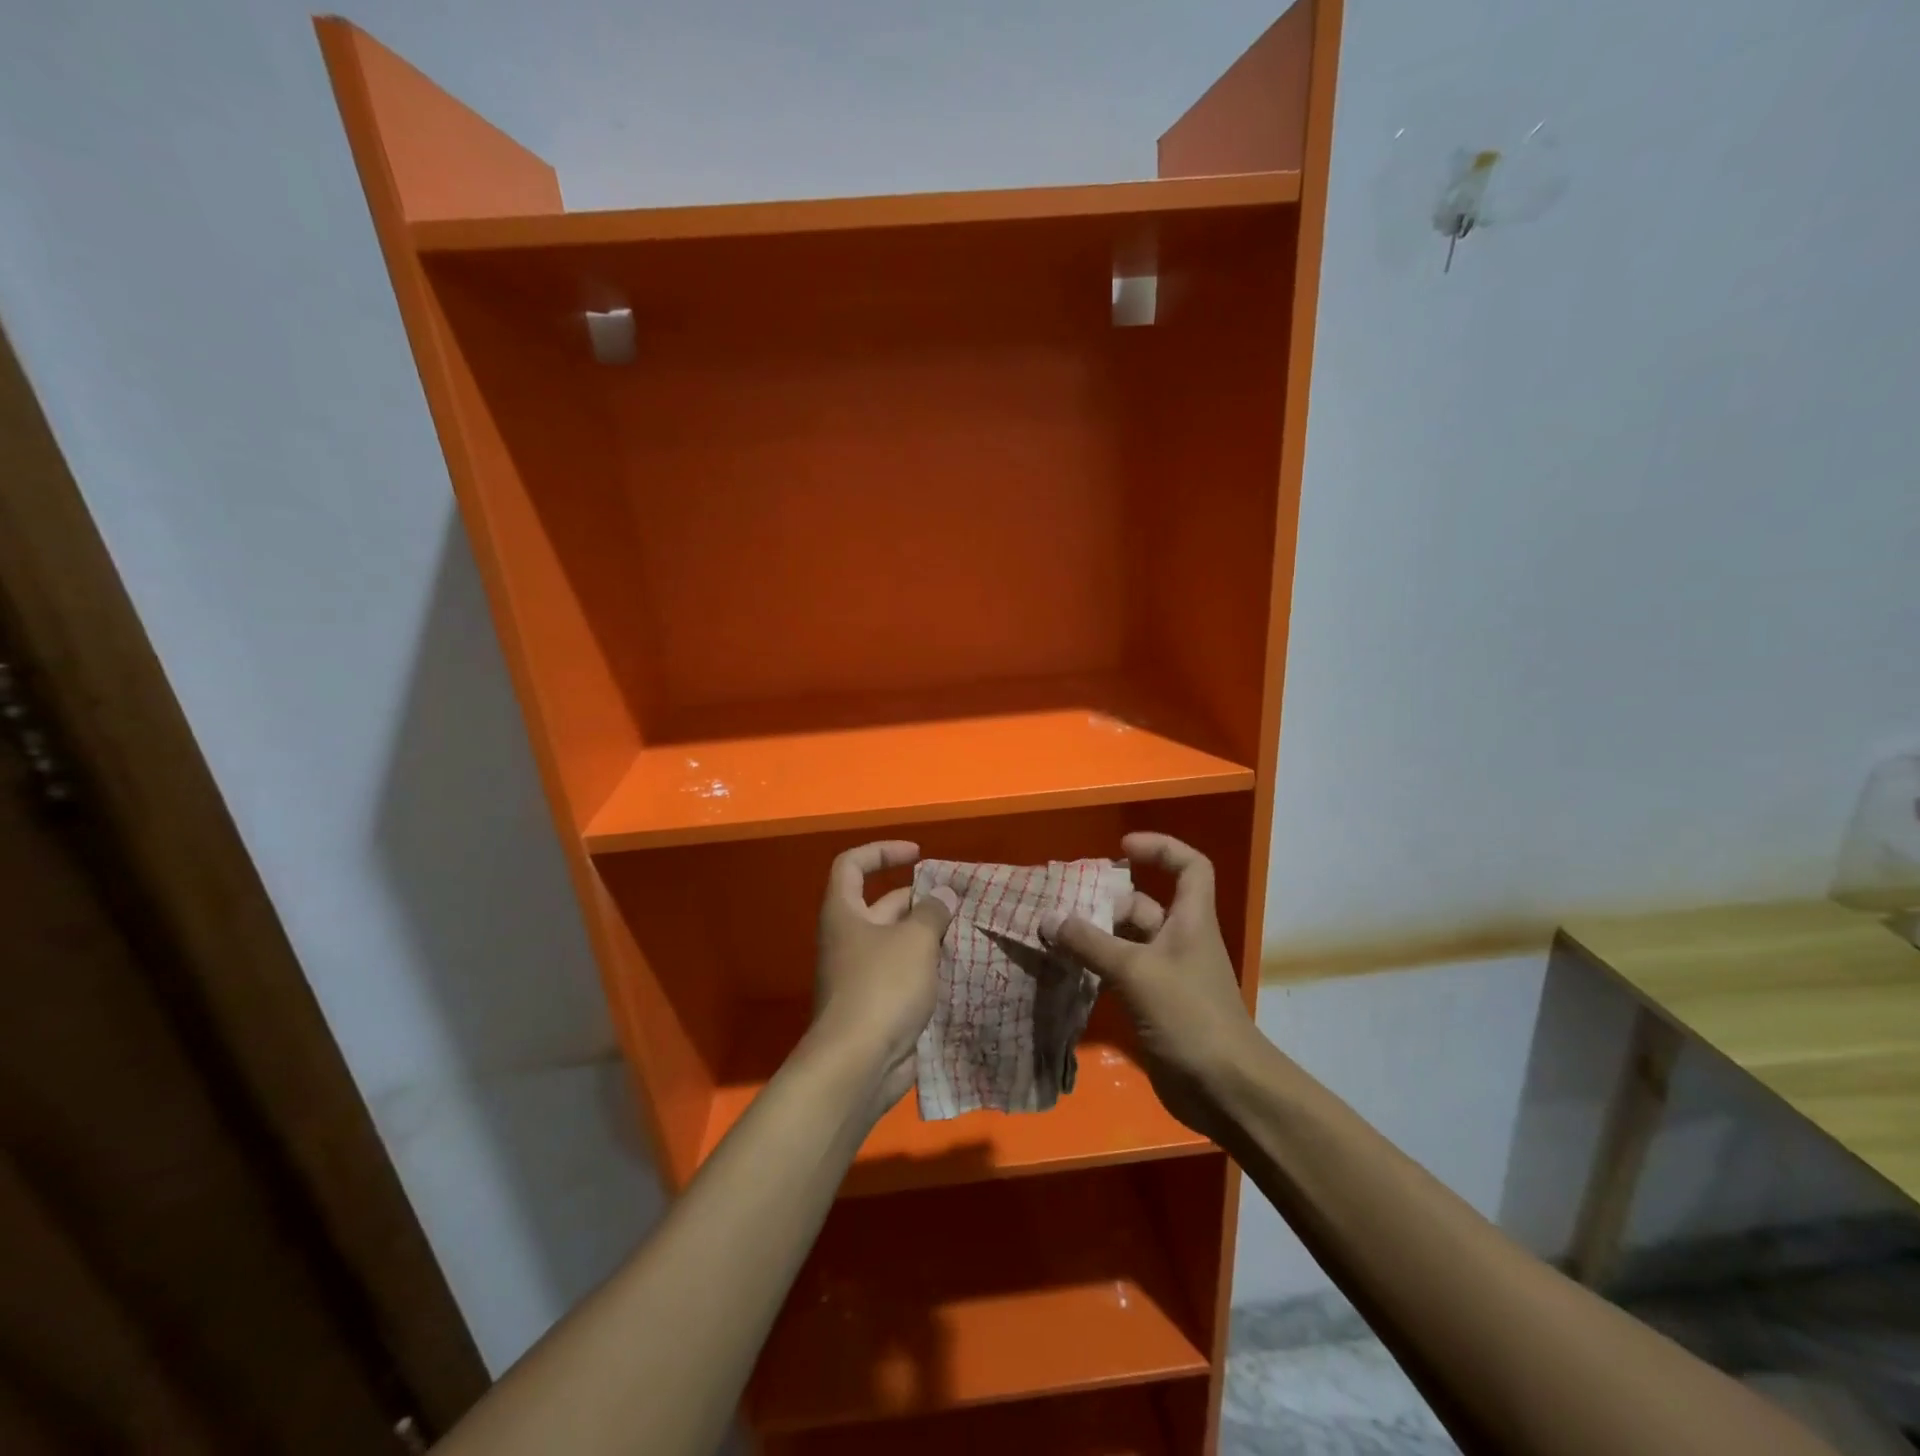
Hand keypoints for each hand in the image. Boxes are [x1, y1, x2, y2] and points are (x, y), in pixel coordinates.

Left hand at [809, 841, 956, 1119]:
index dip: (882, 851)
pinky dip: (931, 969)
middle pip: (884, 904)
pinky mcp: (879, 1005)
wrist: (858, 1064)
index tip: (918, 855)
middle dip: (922, 899)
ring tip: (970, 931)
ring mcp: (863, 974)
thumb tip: (944, 895)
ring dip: (931, 935)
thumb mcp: (914, 940)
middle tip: (962, 901)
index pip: (852, 865)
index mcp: (845, 913)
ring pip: (900, 942)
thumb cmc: (882, 987)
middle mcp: (850, 939)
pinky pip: (907, 975)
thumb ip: (933, 912)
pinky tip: (963, 968)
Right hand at [1041, 832, 1264, 1140]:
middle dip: (1107, 901)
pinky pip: (1120, 973)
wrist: (1224, 1089)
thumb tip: (1048, 918)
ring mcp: (1167, 974)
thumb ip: (1090, 944)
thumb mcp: (1136, 972)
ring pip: (1127, 941)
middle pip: (1144, 905)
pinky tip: (1065, 970)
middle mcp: (1180, 940)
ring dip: (1095, 937)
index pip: (1189, 866)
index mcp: (1190, 920)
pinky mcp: (1153, 1005)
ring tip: (1053, 934)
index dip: (1160, 848)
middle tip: (1065, 904)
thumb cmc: (1189, 1015)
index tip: (1122, 849)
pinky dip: (1095, 968)